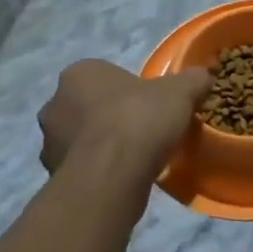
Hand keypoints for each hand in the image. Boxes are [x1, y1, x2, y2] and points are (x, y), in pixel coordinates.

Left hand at [37, 60, 210, 180]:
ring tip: (136, 158)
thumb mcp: (180, 92)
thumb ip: (193, 80)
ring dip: (103, 145)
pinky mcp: (52, 175)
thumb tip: (203, 76)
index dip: (130, 90)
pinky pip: (81, 167)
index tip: (151, 105)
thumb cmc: (140, 119)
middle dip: (112, 117)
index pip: (106, 75)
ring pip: (83, 138)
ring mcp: (49, 142)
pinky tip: (123, 177)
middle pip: (90, 106)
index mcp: (80, 73)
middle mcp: (55, 103)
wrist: (112, 176)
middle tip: (144, 130)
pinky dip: (99, 170)